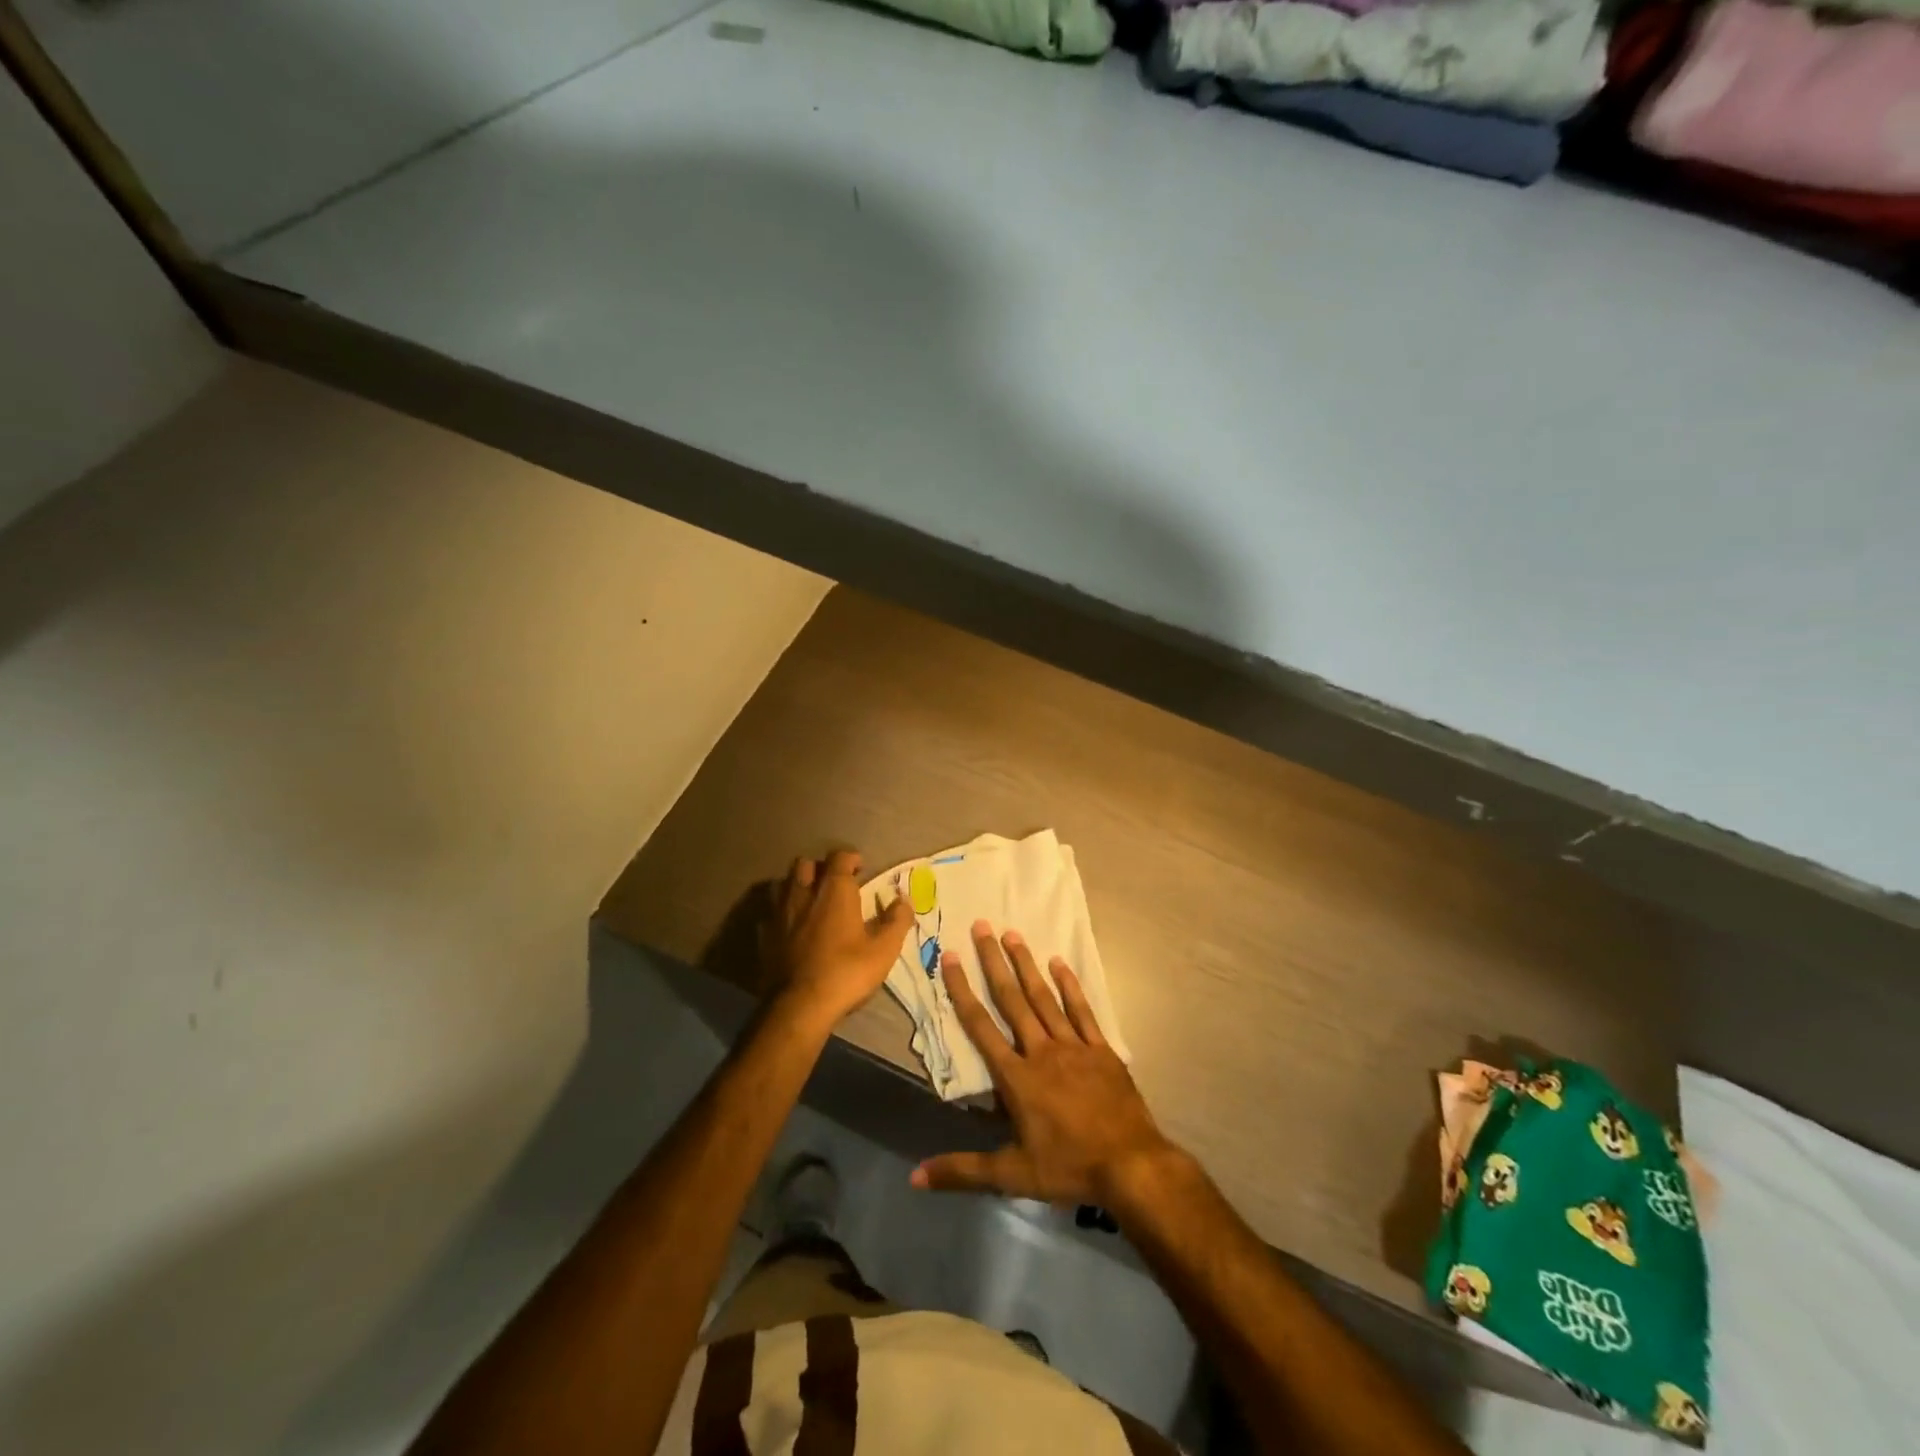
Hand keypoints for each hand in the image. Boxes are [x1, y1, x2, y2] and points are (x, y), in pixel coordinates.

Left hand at [762, 849, 914, 1026]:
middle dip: (820, 868)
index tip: (861, 869)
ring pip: (784, 884)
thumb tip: (903, 900)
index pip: (839, 856)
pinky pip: (771, 913)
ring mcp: (780, 913)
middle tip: (834, 884)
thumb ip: (897, 920)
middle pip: (805, 864)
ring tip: (810, 902)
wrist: (799, 1006)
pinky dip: (781, 914)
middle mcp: (803, 893)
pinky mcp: (765, 935)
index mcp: (834, 891)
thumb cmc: (846, 972)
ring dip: (797, 886)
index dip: (851, 858)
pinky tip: (790, 927)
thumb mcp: (884, 949)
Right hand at [911, 921, 1181, 1207]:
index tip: (951, 957)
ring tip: (1012, 934)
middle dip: (994, 962)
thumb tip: (915, 1177)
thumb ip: (963, 1171)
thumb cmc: (1069, 1167)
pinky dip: (1070, 986)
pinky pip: (1082, 1011)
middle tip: (982, 926)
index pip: (980, 1027)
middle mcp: (1041, 1051)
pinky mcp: (1101, 1049)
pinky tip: (1060, 963)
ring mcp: (1074, 1046)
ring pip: (1045, 997)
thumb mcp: (1012, 1175)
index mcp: (1017, 1077)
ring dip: (1027, 965)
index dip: (962, 990)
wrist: (1132, 1165)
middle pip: (1012, 1000)